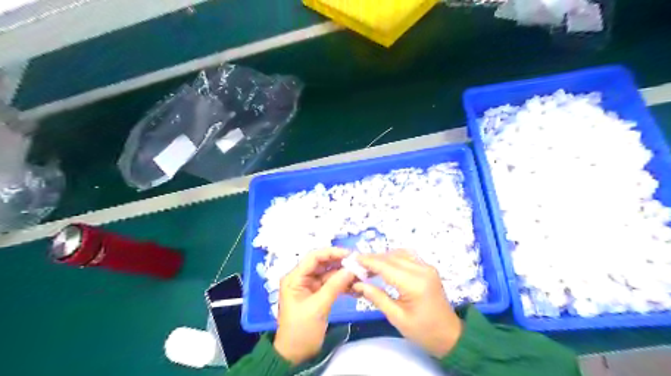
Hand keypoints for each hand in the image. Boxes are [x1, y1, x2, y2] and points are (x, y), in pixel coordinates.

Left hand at [272, 247, 355, 364]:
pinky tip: (356, 286)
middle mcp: (302, 278)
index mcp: (295, 277)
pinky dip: (343, 284)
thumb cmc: (301, 330)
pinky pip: (332, 284)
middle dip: (341, 263)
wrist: (295, 355)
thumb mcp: (318, 307)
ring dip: (344, 274)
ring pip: (329, 273)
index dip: (332, 253)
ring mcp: (310, 286)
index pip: (314, 257)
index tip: (350, 254)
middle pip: (323, 264)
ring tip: (361, 274)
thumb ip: (334, 286)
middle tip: (359, 263)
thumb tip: (351, 269)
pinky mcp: (318, 294)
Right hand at [353, 251, 465, 356]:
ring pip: (400, 253)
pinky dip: (394, 257)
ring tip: (369, 266)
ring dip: (383, 257)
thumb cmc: (423, 331)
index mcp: (415, 284)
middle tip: (357, 264)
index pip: (386, 266)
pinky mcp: (428, 268)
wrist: (450, 335)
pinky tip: (385, 265)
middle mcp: (422, 270)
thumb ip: (377, 298)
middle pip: (392, 257)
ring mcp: (427, 267)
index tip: (352, 259)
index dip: (368, 261)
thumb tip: (358, 284)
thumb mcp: (397, 318)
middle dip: (373, 258)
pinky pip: (408, 256)